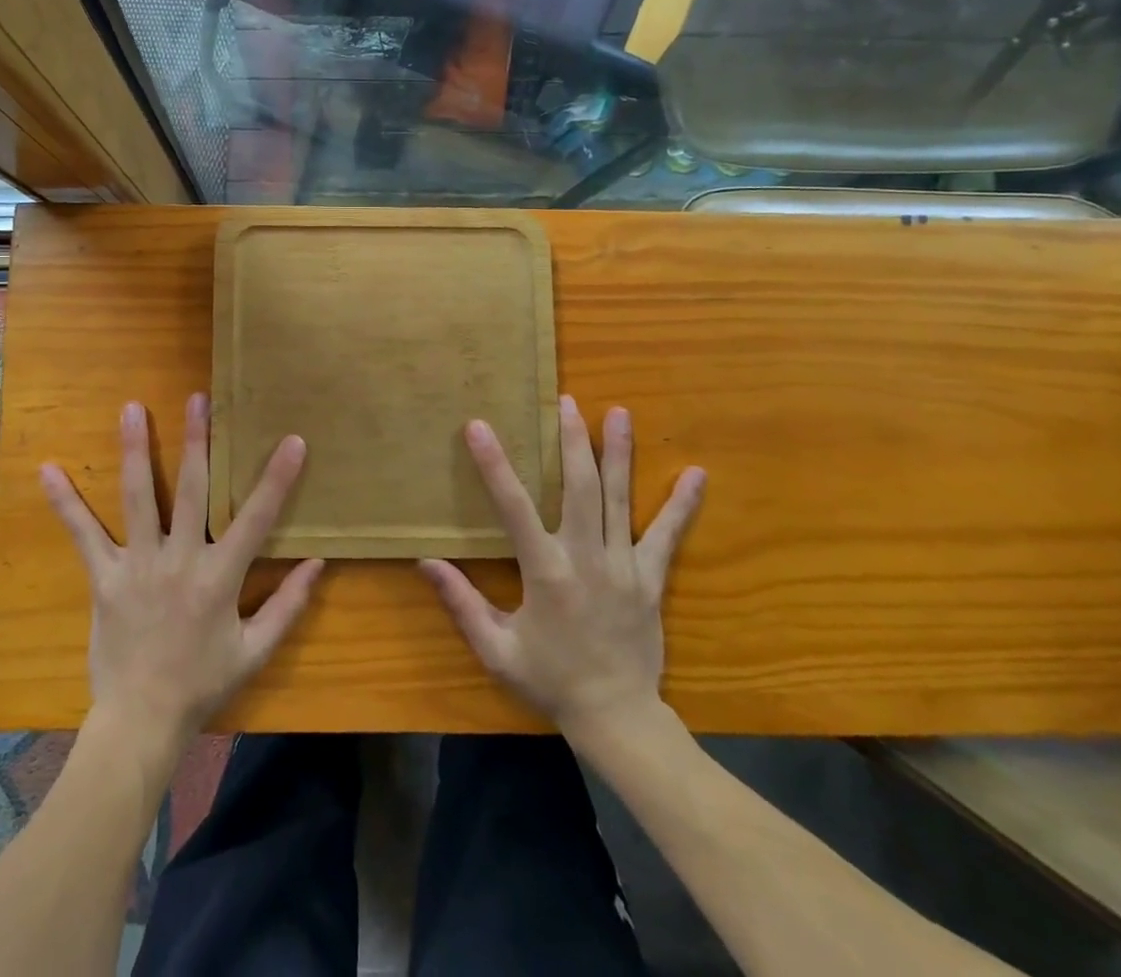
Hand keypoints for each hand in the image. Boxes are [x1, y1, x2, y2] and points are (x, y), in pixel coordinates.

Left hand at [41, 394, 324, 750]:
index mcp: (221, 577)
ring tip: (131, 409)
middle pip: (193, 490)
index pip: (256, 518)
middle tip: (199, 399)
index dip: (277, 478)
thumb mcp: (256, 650)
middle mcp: (180, 560)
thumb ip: (288, 605)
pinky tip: (48, 470)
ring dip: (137, 450)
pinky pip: (84, 534)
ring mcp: (138, 565)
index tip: (292, 440)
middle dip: (198, 441)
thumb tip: (318, 563)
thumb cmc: (203, 683)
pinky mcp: (105, 577)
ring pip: (139, 497)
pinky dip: (66, 503)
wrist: (141, 720)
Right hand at [419, 397, 703, 730]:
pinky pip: (666, 536)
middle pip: (579, 488)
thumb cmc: (550, 680)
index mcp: (546, 573)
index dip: (495, 466)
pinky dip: (681, 505)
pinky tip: (695, 474)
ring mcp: (624, 566)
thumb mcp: (496, 649)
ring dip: (617, 454)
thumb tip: (426, 562)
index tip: (480, 427)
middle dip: (572, 441)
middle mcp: (587, 559)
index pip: (515, 508)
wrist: (617, 719)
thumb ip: (462, 603)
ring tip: (618, 413)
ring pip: (619, 499)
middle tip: (566, 402)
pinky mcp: (650, 579)